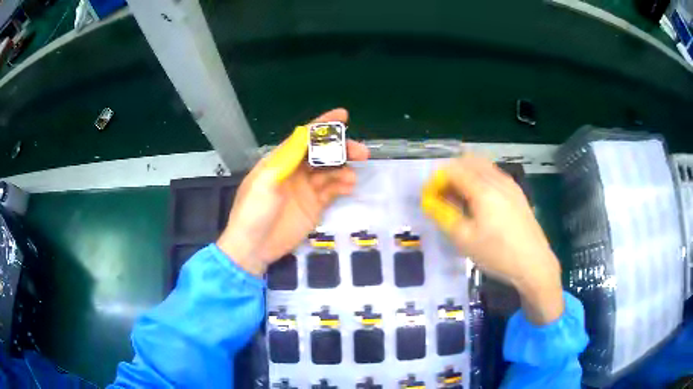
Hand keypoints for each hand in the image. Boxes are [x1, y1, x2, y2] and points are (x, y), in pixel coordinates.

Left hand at [217, 108, 369, 275]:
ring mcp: (305, 189)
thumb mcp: (265, 182)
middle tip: (361, 152)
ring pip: (330, 172)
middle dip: (341, 149)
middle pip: (322, 153)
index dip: (323, 125)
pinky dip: (342, 186)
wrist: (253, 248)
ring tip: (351, 177)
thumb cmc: (253, 211)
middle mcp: (295, 171)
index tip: (343, 116)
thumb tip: (304, 134)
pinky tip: (349, 187)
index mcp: (280, 161)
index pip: (304, 137)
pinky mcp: (314, 206)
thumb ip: (286, 158)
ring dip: (343, 170)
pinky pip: (332, 191)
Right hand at [421, 154, 563, 323]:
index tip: (430, 197)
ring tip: (460, 200)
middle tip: (444, 195)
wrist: (534, 264)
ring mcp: (510, 184)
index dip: (437, 180)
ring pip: (482, 166)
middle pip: (468, 161)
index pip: (453, 170)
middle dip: (451, 173)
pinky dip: (480, 180)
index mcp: (483, 189)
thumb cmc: (497, 254)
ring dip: (466, 175)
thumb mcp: (464, 240)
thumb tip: (430, 202)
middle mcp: (497, 179)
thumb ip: (444, 216)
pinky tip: (480, 204)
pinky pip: (494, 175)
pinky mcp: (517, 193)